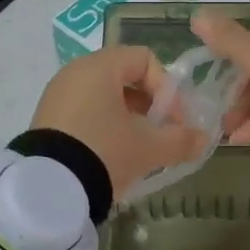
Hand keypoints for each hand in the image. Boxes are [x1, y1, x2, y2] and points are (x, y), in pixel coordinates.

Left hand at [30, 46, 208, 200]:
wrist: (46, 190)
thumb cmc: (104, 152)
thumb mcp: (148, 148)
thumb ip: (180, 140)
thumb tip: (204, 139)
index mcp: (100, 67)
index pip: (144, 59)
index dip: (167, 87)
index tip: (174, 119)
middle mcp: (75, 72)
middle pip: (124, 77)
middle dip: (149, 105)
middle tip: (161, 134)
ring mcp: (57, 95)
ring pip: (104, 97)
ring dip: (128, 118)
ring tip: (139, 149)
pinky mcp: (46, 119)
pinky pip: (85, 112)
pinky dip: (104, 126)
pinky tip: (112, 156)